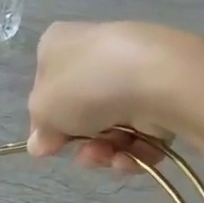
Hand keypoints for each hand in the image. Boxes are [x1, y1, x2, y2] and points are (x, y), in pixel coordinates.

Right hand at [26, 22, 203, 173]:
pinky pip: (142, 130)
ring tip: (112, 157)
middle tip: (86, 154)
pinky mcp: (163, 92)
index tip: (50, 145)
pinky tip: (132, 157)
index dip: (47, 122)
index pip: (46, 88)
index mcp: (59, 45)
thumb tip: (40, 143)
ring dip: (107, 151)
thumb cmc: (85, 86)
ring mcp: (132, 72)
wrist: (157, 77)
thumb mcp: (43, 109)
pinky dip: (135, 150)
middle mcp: (95, 53)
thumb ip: (39, 130)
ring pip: (112, 126)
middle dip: (83, 142)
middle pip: (82, 112)